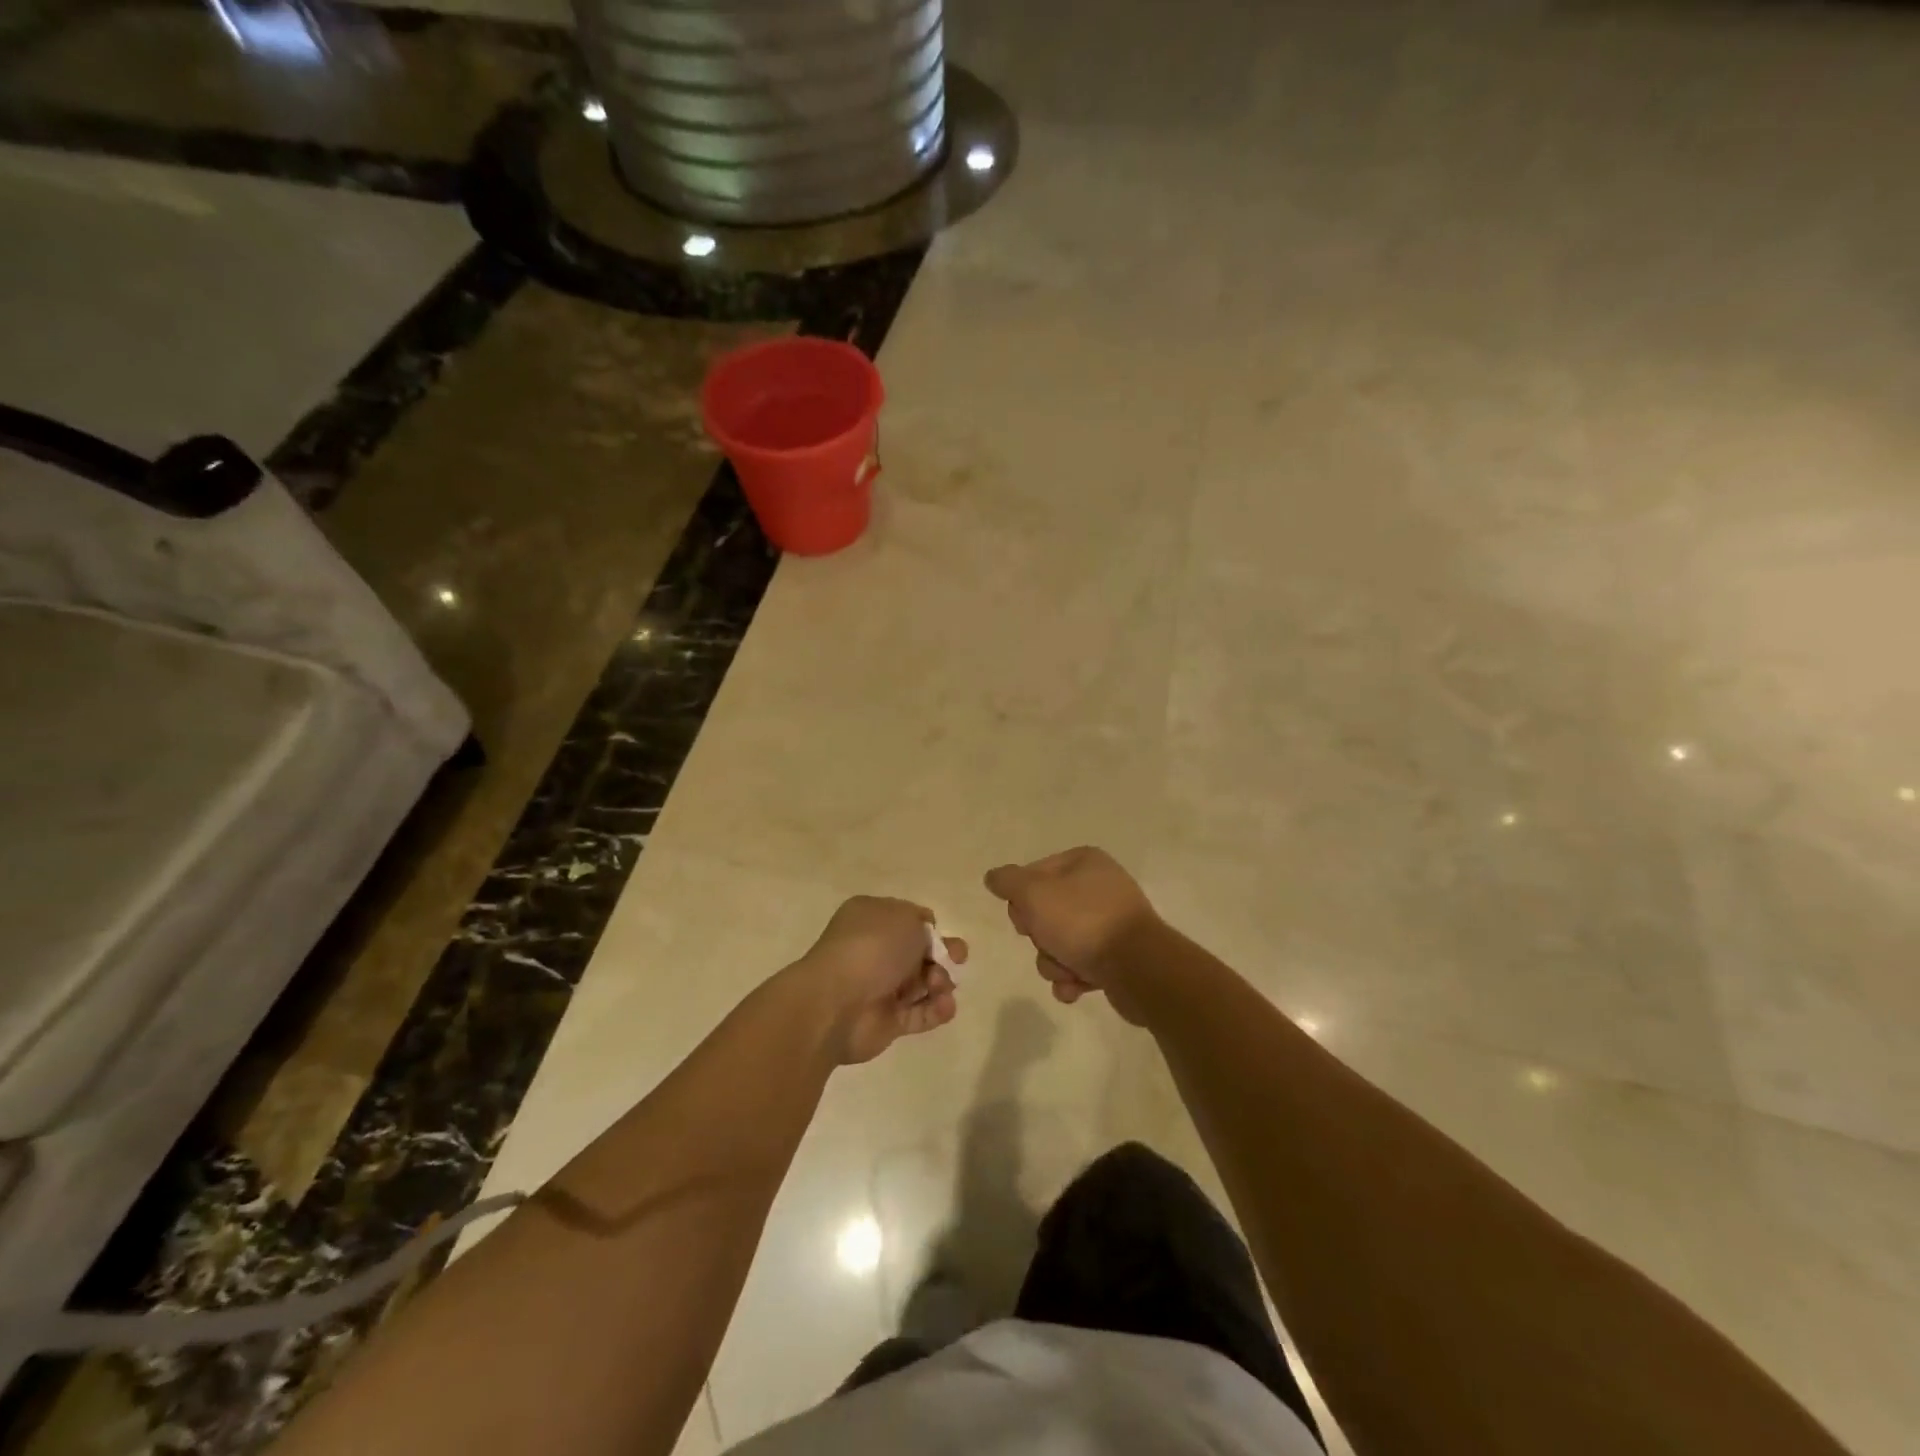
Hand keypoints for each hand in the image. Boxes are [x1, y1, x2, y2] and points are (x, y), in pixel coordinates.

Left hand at [797, 897, 965, 1064]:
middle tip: (956, 960)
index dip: (930, 928)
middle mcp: (875, 950)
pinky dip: (937, 1010)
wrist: (837, 1002)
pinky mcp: (888, 1021)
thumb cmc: (872, 948)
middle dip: (944, 956)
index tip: (942, 935)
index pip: (909, 920)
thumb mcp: (904, 917)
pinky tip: (945, 1006)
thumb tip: (926, 939)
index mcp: (871, 918)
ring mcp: (880, 987)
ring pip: (924, 983)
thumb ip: (923, 924)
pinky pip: (920, 1013)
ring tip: (940, 986)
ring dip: (941, 983)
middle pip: (920, 953)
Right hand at [984, 847, 1159, 1023]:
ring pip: (1059, 942)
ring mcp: (1110, 922)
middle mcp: (1099, 887)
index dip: (1021, 899)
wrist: (1137, 968)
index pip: (1033, 874)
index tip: (1024, 916)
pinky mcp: (1118, 956)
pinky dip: (1073, 978)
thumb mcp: (1034, 893)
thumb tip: (993, 877)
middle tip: (1047, 941)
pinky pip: (1080, 965)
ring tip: (1068, 970)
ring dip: (1054, 962)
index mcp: (1084, 862)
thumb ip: (1008, 882)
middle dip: (1039, 936)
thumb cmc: (1082, 922)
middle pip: (1044, 912)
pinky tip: (1078, 986)